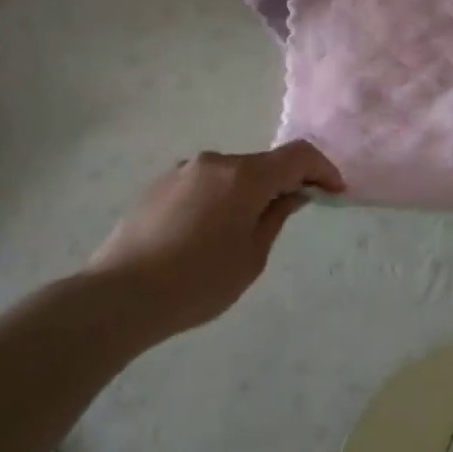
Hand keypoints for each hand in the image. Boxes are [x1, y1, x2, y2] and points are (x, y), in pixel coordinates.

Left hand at [90, 141, 343, 338]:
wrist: (119, 296)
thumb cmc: (197, 282)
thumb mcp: (252, 257)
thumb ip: (276, 216)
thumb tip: (292, 194)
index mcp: (245, 176)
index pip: (298, 155)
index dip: (322, 169)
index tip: (334, 192)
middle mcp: (215, 162)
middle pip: (262, 164)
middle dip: (282, 184)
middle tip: (289, 215)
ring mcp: (182, 171)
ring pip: (230, 175)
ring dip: (246, 193)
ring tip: (238, 234)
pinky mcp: (157, 186)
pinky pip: (202, 184)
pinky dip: (217, 199)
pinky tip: (203, 236)